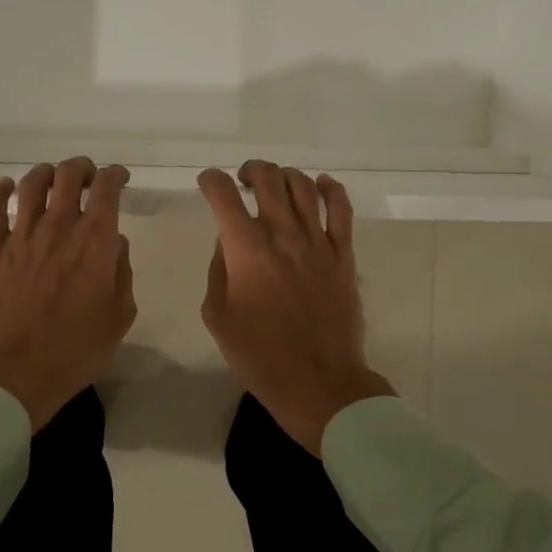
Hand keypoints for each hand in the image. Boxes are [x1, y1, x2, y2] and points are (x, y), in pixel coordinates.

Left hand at [0, 158, 136, 429]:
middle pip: (67, 174)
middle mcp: (59, 227)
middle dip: (81, 168)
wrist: (15, 373)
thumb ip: (122, 273)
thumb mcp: (120, 316)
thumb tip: (115, 245)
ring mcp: (22, 236)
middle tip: (87, 178)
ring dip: (45, 173)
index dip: (115, 175)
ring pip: (31, 184)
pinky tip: (6, 186)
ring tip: (52, 179)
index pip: (106, 187)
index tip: (119, 179)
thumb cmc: (76, 350)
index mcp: (95, 240)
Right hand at [198, 161, 394, 454]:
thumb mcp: (218, 316)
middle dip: (250, 170)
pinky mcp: (344, 254)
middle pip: (267, 179)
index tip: (207, 183)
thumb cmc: (259, 355)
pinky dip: (331, 189)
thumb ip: (219, 270)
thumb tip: (228, 242)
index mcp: (246, 249)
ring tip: (276, 182)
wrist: (318, 382)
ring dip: (284, 175)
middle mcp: (282, 234)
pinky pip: (341, 209)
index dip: (211, 181)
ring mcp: (317, 241)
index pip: (223, 195)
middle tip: (243, 180)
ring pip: (303, 186)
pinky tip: (321, 184)